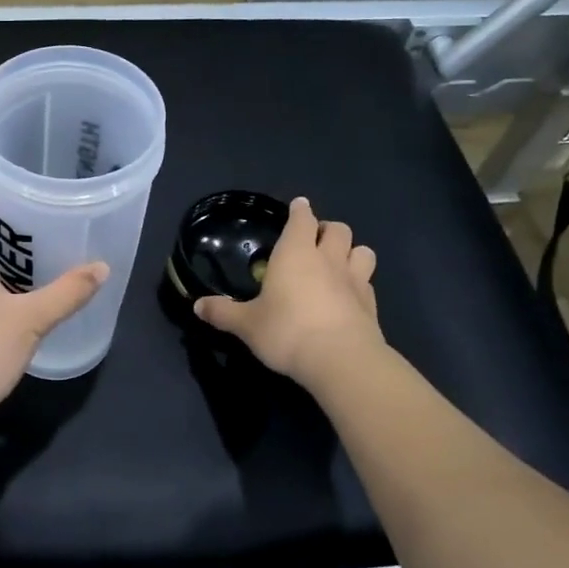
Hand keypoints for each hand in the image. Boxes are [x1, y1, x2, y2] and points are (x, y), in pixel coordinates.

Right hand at [193, 196, 382, 384]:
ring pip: (363, 251)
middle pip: (338, 229)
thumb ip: (223, 313)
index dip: (300, 210)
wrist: (341, 361)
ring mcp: (355, 281)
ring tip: (339, 263)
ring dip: (351, 251)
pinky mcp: (371, 305)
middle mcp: (328, 259)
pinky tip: (349, 296)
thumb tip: (197, 306)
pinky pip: (368, 283)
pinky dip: (360, 283)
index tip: (297, 206)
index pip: (301, 219)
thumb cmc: (287, 331)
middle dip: (327, 229)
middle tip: (314, 241)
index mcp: (295, 254)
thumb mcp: (247, 325)